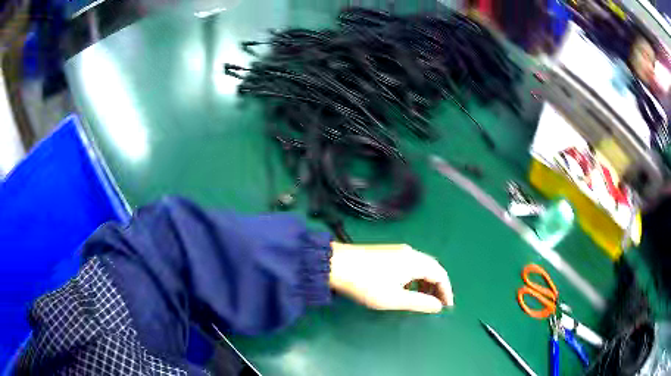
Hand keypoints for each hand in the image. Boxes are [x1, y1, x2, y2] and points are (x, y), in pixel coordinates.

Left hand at [329, 242, 453, 312]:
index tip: (447, 307)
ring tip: (422, 300)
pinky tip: (406, 289)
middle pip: (432, 268)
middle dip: (437, 287)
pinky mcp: (387, 253)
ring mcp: (397, 251)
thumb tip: (438, 306)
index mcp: (415, 261)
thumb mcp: (394, 298)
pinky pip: (409, 265)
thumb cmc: (366, 284)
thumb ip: (419, 302)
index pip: (441, 274)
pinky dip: (414, 278)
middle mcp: (410, 252)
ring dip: (425, 283)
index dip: (446, 291)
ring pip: (420, 267)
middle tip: (436, 304)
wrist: (335, 265)